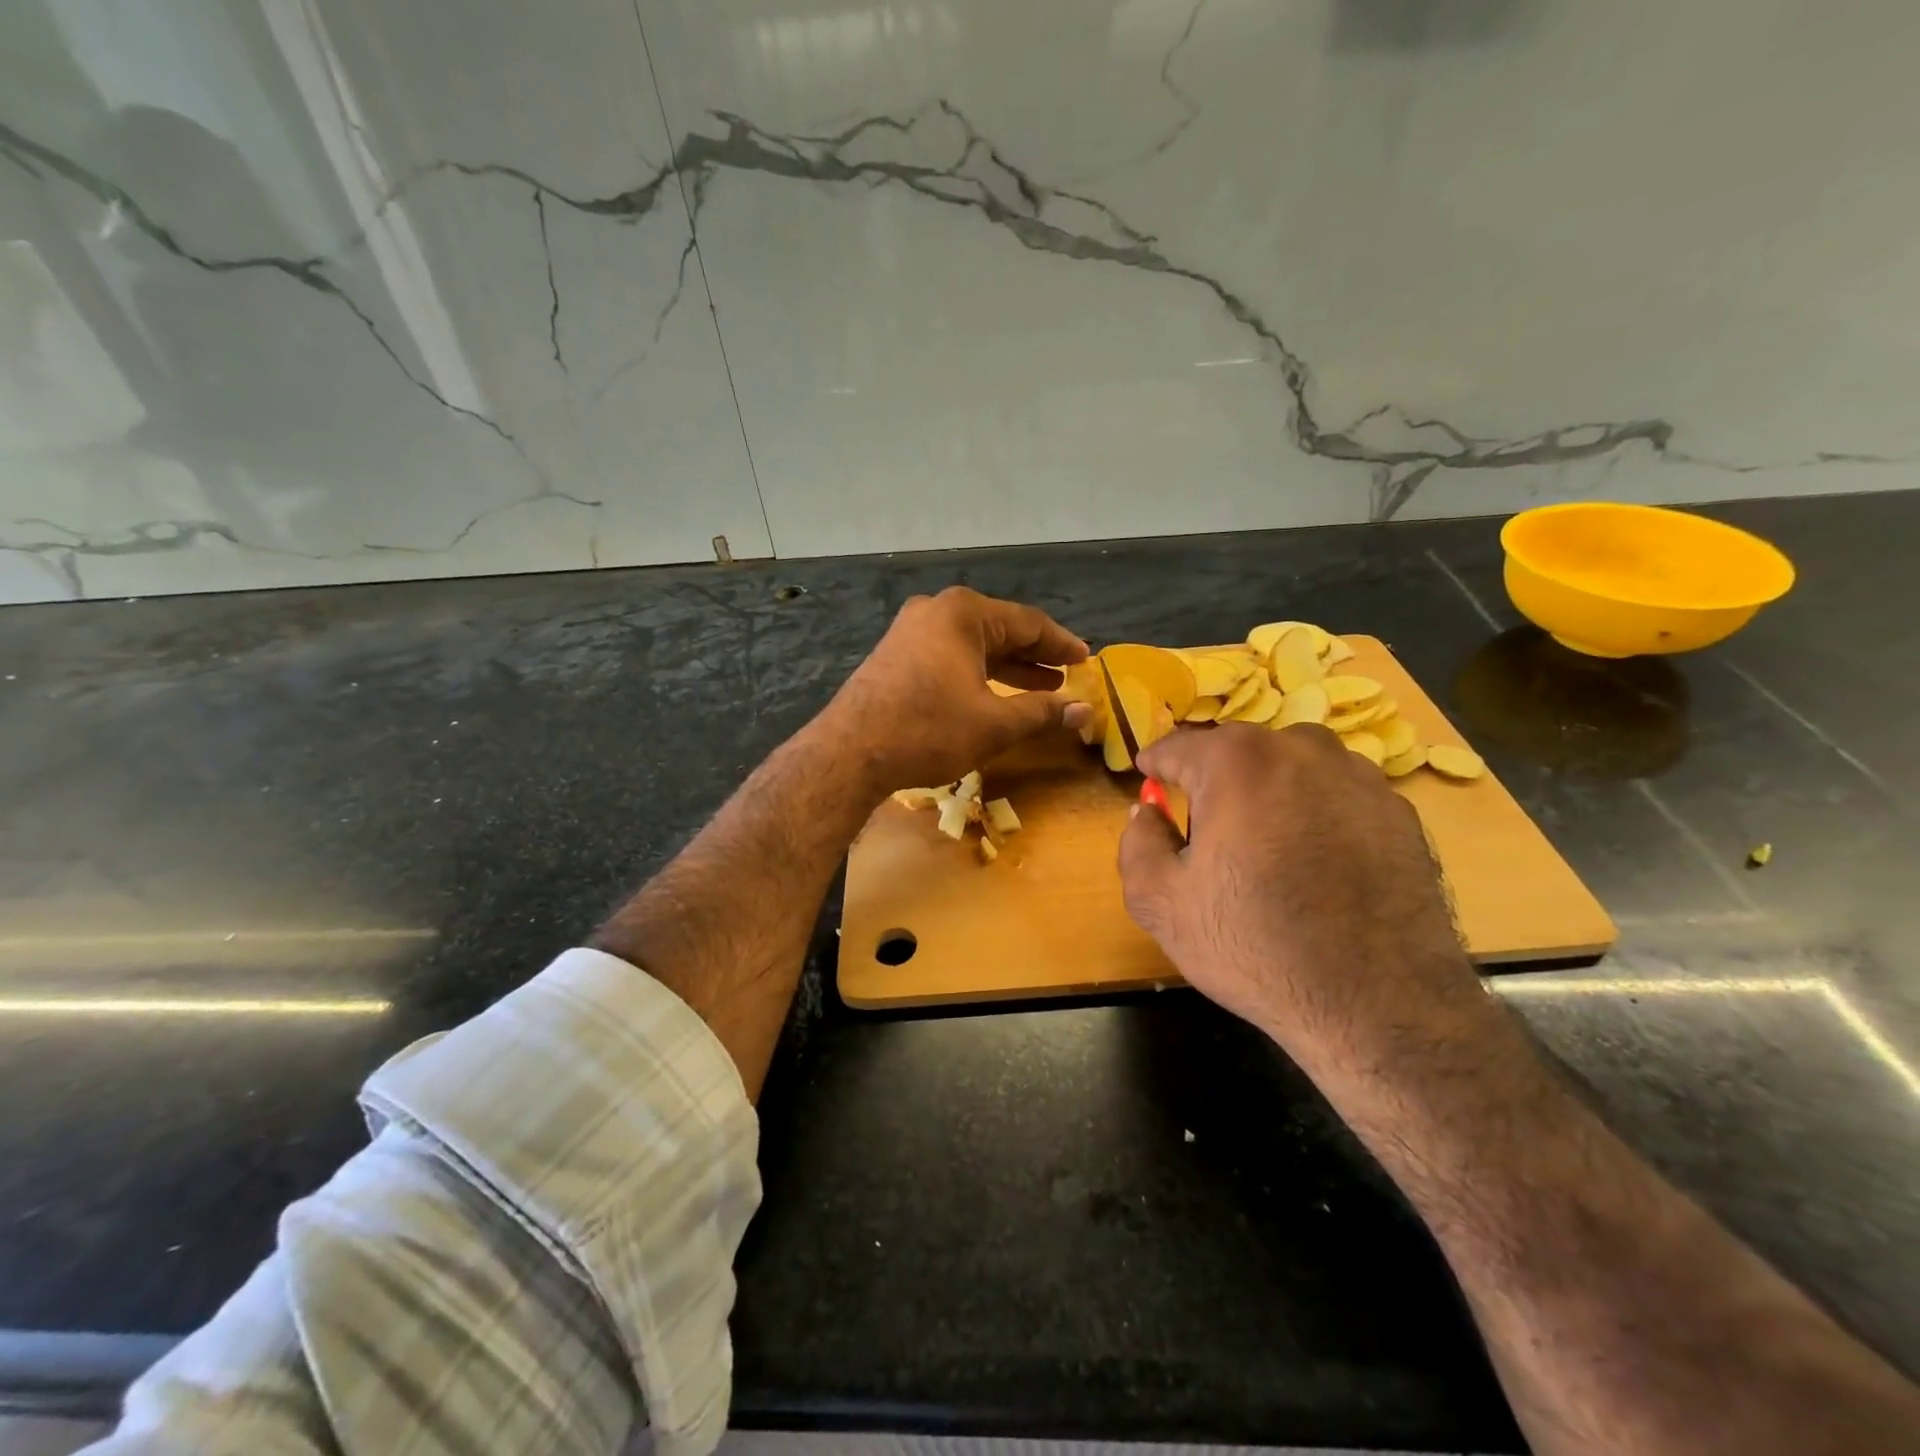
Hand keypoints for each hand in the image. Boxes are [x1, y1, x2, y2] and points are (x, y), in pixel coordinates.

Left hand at [817, 586, 1091, 795]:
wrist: (851, 751)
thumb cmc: (929, 729)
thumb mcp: (995, 723)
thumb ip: (1043, 712)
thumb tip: (1085, 710)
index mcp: (964, 613)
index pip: (1028, 623)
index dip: (1061, 645)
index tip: (1086, 660)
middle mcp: (937, 611)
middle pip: (1000, 630)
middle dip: (1036, 656)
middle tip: (1068, 676)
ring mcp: (911, 631)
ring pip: (974, 645)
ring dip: (1008, 668)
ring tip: (1042, 688)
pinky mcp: (896, 655)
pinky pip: (950, 657)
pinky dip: (978, 674)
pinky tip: (995, 695)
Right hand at [1118, 723, 1481, 1067]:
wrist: (1378, 1006)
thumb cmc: (1255, 946)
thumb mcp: (1161, 903)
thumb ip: (1138, 842)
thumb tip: (1147, 810)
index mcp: (1238, 761)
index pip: (1179, 746)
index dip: (1156, 764)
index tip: (1147, 777)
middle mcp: (1302, 750)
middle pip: (1238, 752)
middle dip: (1213, 780)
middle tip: (1204, 828)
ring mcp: (1359, 777)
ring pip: (1292, 768)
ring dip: (1268, 792)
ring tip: (1265, 847)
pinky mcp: (1400, 812)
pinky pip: (1336, 796)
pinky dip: (1315, 814)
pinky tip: (1315, 865)